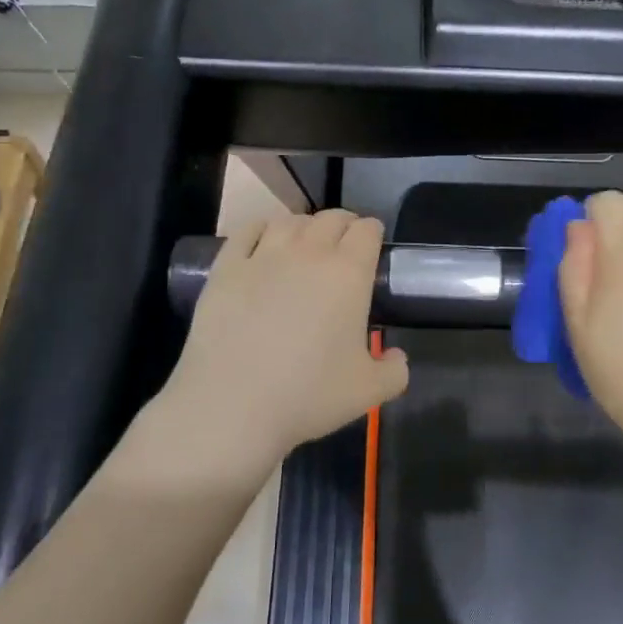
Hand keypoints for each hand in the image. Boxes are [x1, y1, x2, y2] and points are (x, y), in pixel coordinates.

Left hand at [154, 211, 408, 475]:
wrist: (232, 405)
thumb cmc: (307, 395)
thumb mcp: (368, 392)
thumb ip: (394, 371)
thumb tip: (396, 357)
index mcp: (348, 274)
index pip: (367, 231)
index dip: (373, 234)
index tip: (373, 248)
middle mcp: (309, 253)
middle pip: (331, 218)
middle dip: (343, 225)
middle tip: (344, 247)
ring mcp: (263, 256)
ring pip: (290, 221)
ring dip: (305, 226)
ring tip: (305, 244)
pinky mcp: (226, 267)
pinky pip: (247, 230)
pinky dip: (261, 229)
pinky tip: (263, 241)